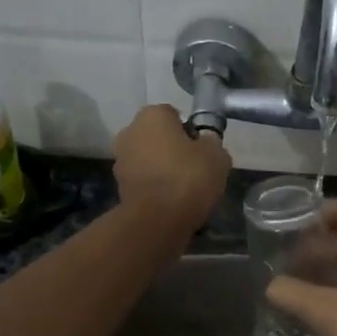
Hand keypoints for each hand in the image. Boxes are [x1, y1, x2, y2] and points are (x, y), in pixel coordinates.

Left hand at [112, 105, 230, 239]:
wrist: (158, 220)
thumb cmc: (189, 178)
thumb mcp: (217, 156)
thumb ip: (211, 143)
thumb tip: (205, 144)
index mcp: (152, 115)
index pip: (175, 115)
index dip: (191, 131)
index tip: (202, 150)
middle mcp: (130, 131)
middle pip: (158, 136)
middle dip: (173, 149)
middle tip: (194, 169)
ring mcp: (120, 159)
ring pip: (149, 158)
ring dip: (162, 168)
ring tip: (183, 189)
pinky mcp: (119, 185)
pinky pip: (144, 180)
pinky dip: (155, 186)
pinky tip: (171, 201)